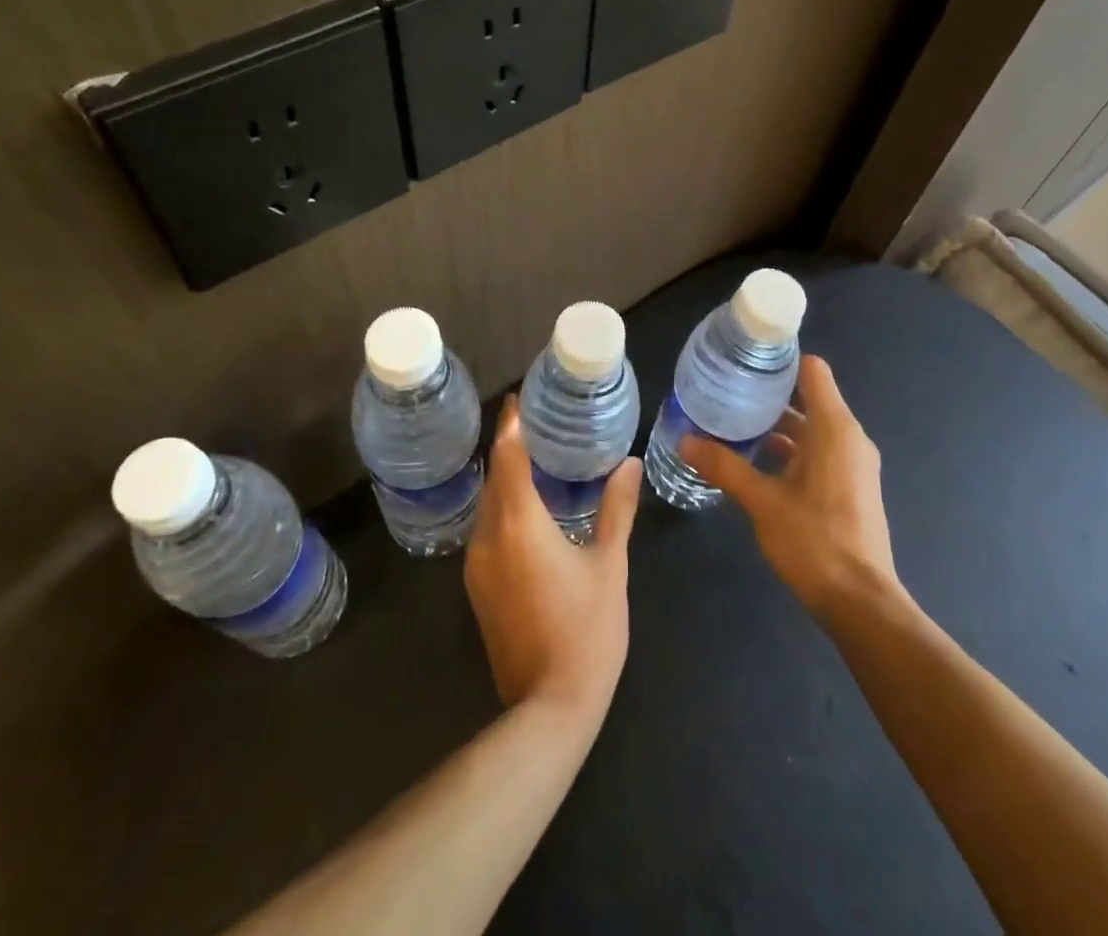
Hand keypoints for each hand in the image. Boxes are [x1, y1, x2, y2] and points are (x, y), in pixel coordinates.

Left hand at [463, 397, 643, 722]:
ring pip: (487, 506)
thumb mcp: (609, 564)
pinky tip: (528, 510)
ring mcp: (477, 566)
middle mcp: (488, 537)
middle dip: (509, 448)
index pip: (508, 457)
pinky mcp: (478, 589)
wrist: (549, 708)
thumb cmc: (587, 629)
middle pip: (494, 478)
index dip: (511, 425)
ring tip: (536, 460)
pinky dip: (503, 508)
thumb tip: (630, 464)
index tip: (519, 399)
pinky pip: (487, 530)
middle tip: (536, 424)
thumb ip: (616, 509)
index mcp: (519, 523)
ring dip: (505, 479)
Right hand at [682, 355, 897, 618]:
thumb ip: (724, 467)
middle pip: (809, 397)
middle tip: (727, 391)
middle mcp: (849, 438)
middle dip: (770, 393)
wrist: (860, 603)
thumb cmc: (814, 542)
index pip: (812, 371)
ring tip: (735, 423)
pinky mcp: (851, 486)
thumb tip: (684, 440)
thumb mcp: (762, 502)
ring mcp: (853, 463)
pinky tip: (757, 461)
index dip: (781, 360)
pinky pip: (819, 451)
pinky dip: (792, 448)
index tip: (745, 361)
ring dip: (778, 424)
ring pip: (813, 427)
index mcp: (834, 429)